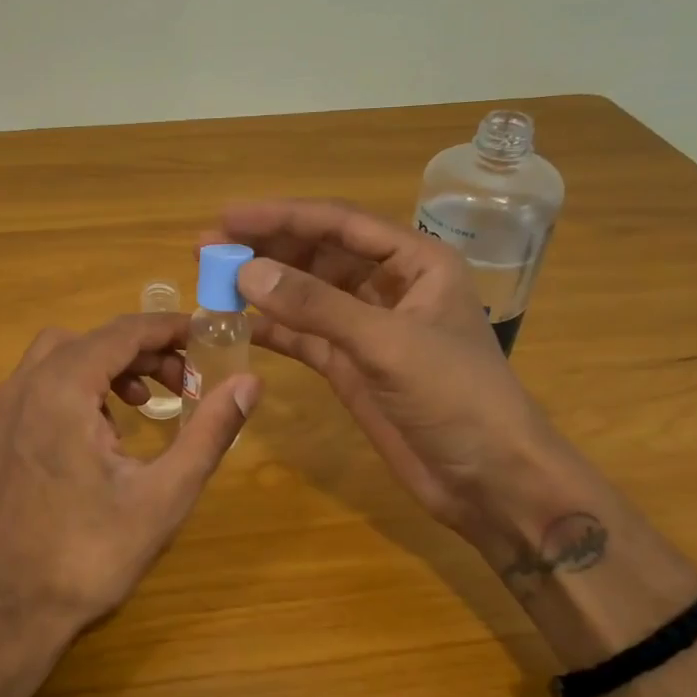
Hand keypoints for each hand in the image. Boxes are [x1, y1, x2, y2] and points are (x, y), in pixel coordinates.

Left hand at [0, 312, 261, 652]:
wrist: (13, 609)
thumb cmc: (92, 554)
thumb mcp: (165, 493)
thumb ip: (210, 431)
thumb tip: (249, 381)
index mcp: (62, 390)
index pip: (122, 332)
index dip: (168, 329)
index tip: (208, 337)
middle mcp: (26, 385)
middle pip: (93, 339)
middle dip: (144, 349)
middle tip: (186, 381)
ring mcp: (6, 407)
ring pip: (64, 355)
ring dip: (110, 364)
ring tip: (149, 402)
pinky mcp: (0, 430)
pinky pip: (44, 381)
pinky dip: (81, 383)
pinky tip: (109, 427)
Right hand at [211, 200, 562, 556]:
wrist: (490, 480)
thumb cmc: (456, 398)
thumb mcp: (386, 344)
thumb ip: (316, 306)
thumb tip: (245, 272)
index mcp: (415, 262)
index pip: (339, 223)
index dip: (281, 216)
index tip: (227, 216)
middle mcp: (388, 286)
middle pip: (318, 252)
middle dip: (265, 247)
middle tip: (207, 246)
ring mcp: (366, 327)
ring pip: (306, 293)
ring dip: (263, 286)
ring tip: (212, 280)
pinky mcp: (350, 365)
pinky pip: (302, 335)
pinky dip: (270, 329)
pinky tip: (235, 325)